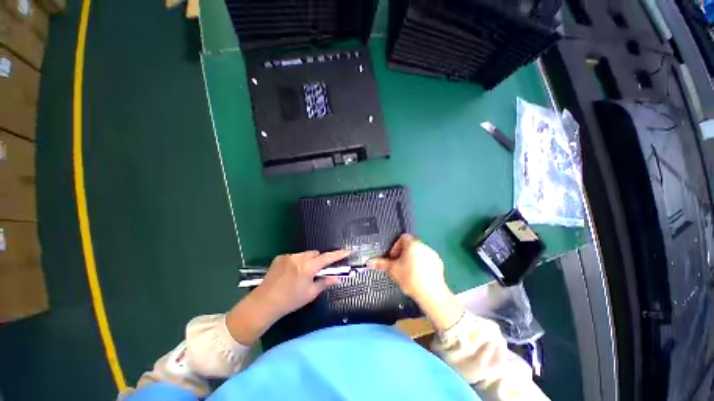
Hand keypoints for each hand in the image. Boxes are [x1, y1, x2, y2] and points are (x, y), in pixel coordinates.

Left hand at [255, 250, 347, 316]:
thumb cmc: (290, 301)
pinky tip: (291, 273)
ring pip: (304, 254)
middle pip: (315, 254)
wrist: (264, 303)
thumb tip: (337, 278)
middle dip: (319, 260)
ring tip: (302, 273)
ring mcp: (288, 256)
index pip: (327, 258)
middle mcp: (299, 258)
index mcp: (308, 267)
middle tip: (317, 271)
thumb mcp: (310, 293)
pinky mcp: (280, 257)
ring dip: (308, 260)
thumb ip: (325, 282)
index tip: (346, 251)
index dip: (337, 255)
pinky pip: (294, 256)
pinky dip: (297, 261)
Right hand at [371, 234, 463, 330]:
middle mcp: (423, 246)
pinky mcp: (439, 263)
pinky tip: (419, 276)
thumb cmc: (410, 278)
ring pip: (419, 253)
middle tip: (399, 265)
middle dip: (403, 254)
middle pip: (411, 245)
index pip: (403, 238)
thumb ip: (381, 264)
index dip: (396, 246)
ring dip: (413, 259)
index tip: (393, 257)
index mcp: (412, 244)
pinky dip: (422, 265)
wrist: (431, 293)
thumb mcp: (393, 270)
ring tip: (409, 272)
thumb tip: (369, 262)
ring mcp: (432, 254)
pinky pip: (427, 260)